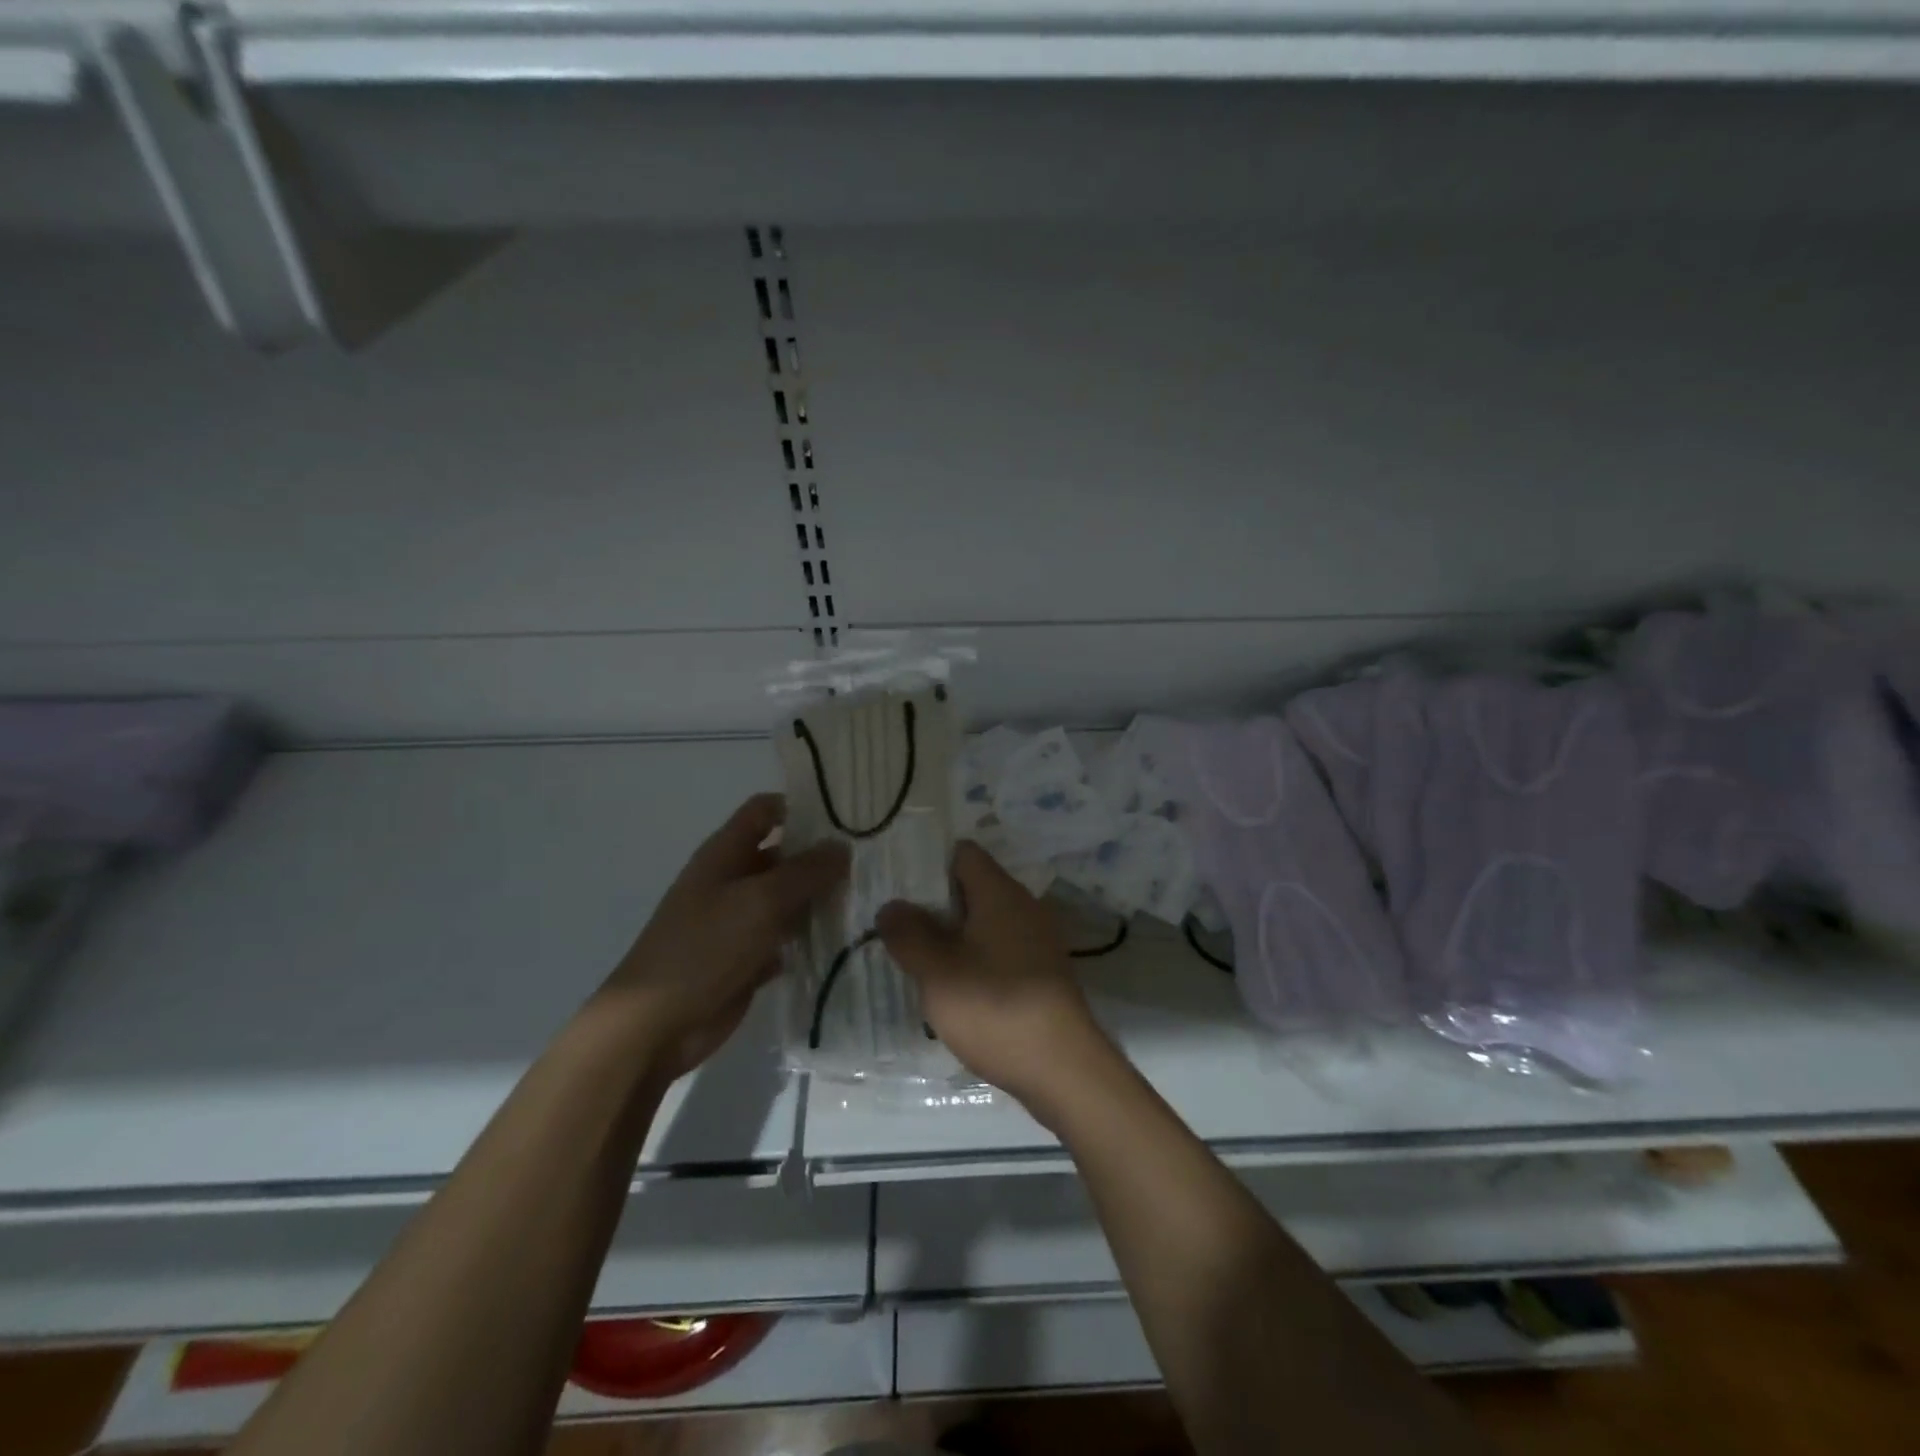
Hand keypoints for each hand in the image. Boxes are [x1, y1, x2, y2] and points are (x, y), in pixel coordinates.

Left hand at [603, 794, 847, 1081]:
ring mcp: (739, 921)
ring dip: (819, 900)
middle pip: (783, 855)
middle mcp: (732, 880)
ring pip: (788, 899)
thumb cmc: (705, 948)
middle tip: (870, 864)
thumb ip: (805, 871)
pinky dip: (808, 938)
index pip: (765, 811)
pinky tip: (843, 941)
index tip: (845, 817)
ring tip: (868, 900)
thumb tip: (842, 846)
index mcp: (725, 854)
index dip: (800, 807)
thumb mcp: (760, 901)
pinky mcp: (747, 958)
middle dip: (820, 858)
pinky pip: (785, 938)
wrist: (655, 1024)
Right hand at [876, 840, 1105, 1103]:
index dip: (929, 865)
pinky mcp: (1042, 973)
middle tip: (898, 927)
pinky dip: (975, 958)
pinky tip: (954, 988)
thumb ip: (909, 934)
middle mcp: (1023, 907)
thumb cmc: (995, 1008)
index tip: (898, 887)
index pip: (963, 854)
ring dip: (953, 936)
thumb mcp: (938, 972)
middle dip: (935, 904)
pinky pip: (1000, 949)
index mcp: (1000, 893)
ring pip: (985, 922)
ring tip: (917, 959)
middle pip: (973, 888)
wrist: (1063, 1068)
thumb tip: (892, 905)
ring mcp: (1037, 940)